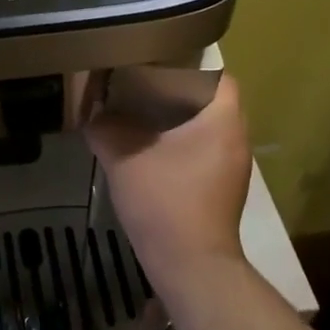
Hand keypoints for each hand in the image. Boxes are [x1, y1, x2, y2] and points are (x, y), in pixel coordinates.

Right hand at [87, 75, 252, 296]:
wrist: (191, 267)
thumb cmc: (165, 202)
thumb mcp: (124, 158)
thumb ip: (106, 129)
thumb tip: (92, 114)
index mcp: (223, 121)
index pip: (221, 76)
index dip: (194, 65)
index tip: (162, 63)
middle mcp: (237, 139)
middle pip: (215, 101)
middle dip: (182, 92)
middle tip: (147, 84)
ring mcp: (234, 167)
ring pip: (211, 128)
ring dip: (183, 120)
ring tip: (146, 113)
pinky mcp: (225, 190)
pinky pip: (207, 152)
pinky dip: (185, 144)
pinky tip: (153, 150)